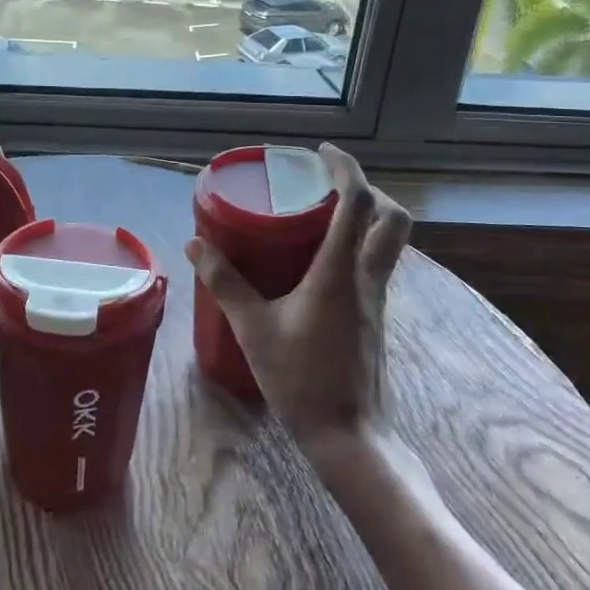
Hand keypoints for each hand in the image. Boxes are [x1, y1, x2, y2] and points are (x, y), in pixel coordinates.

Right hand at [185, 144, 411, 456]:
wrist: (349, 436)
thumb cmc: (300, 380)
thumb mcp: (253, 329)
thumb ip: (225, 283)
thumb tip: (195, 244)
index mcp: (340, 272)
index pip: (358, 203)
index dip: (346, 168)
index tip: (323, 153)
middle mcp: (367, 278)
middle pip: (394, 219)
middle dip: (370, 191)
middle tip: (330, 188)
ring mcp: (377, 300)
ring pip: (389, 243)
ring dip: (368, 219)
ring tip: (324, 218)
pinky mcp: (375, 318)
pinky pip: (376, 266)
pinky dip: (359, 248)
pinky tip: (322, 264)